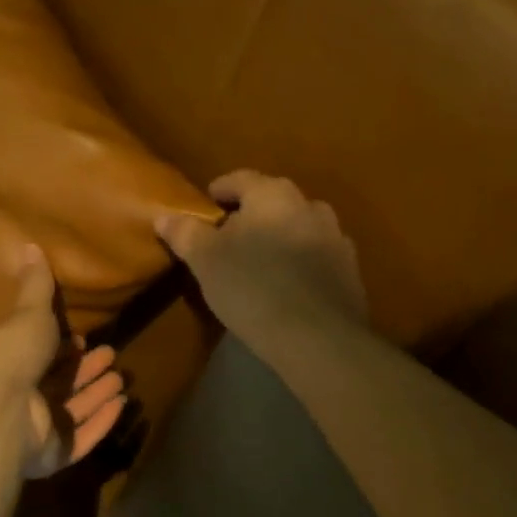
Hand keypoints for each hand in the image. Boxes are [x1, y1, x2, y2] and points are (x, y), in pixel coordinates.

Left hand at [0, 244, 127, 478]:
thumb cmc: (10, 356)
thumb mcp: (27, 313)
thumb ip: (35, 286)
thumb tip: (28, 244)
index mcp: (10, 363)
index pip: (40, 355)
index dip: (62, 347)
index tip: (83, 337)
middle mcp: (21, 398)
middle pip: (60, 383)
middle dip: (85, 369)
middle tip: (111, 355)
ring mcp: (36, 430)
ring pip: (72, 410)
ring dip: (96, 394)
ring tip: (120, 378)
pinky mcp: (51, 454)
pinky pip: (81, 439)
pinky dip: (101, 423)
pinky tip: (121, 406)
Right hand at [156, 171, 367, 347]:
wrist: (318, 337)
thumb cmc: (252, 287)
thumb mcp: (206, 260)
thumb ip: (185, 233)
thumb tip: (165, 216)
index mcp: (273, 194)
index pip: (240, 179)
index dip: (220, 191)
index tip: (207, 206)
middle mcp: (310, 205)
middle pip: (272, 202)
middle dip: (251, 216)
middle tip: (228, 240)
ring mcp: (336, 237)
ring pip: (298, 228)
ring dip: (279, 238)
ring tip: (259, 264)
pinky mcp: (350, 269)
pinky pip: (317, 256)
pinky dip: (301, 263)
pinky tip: (288, 287)